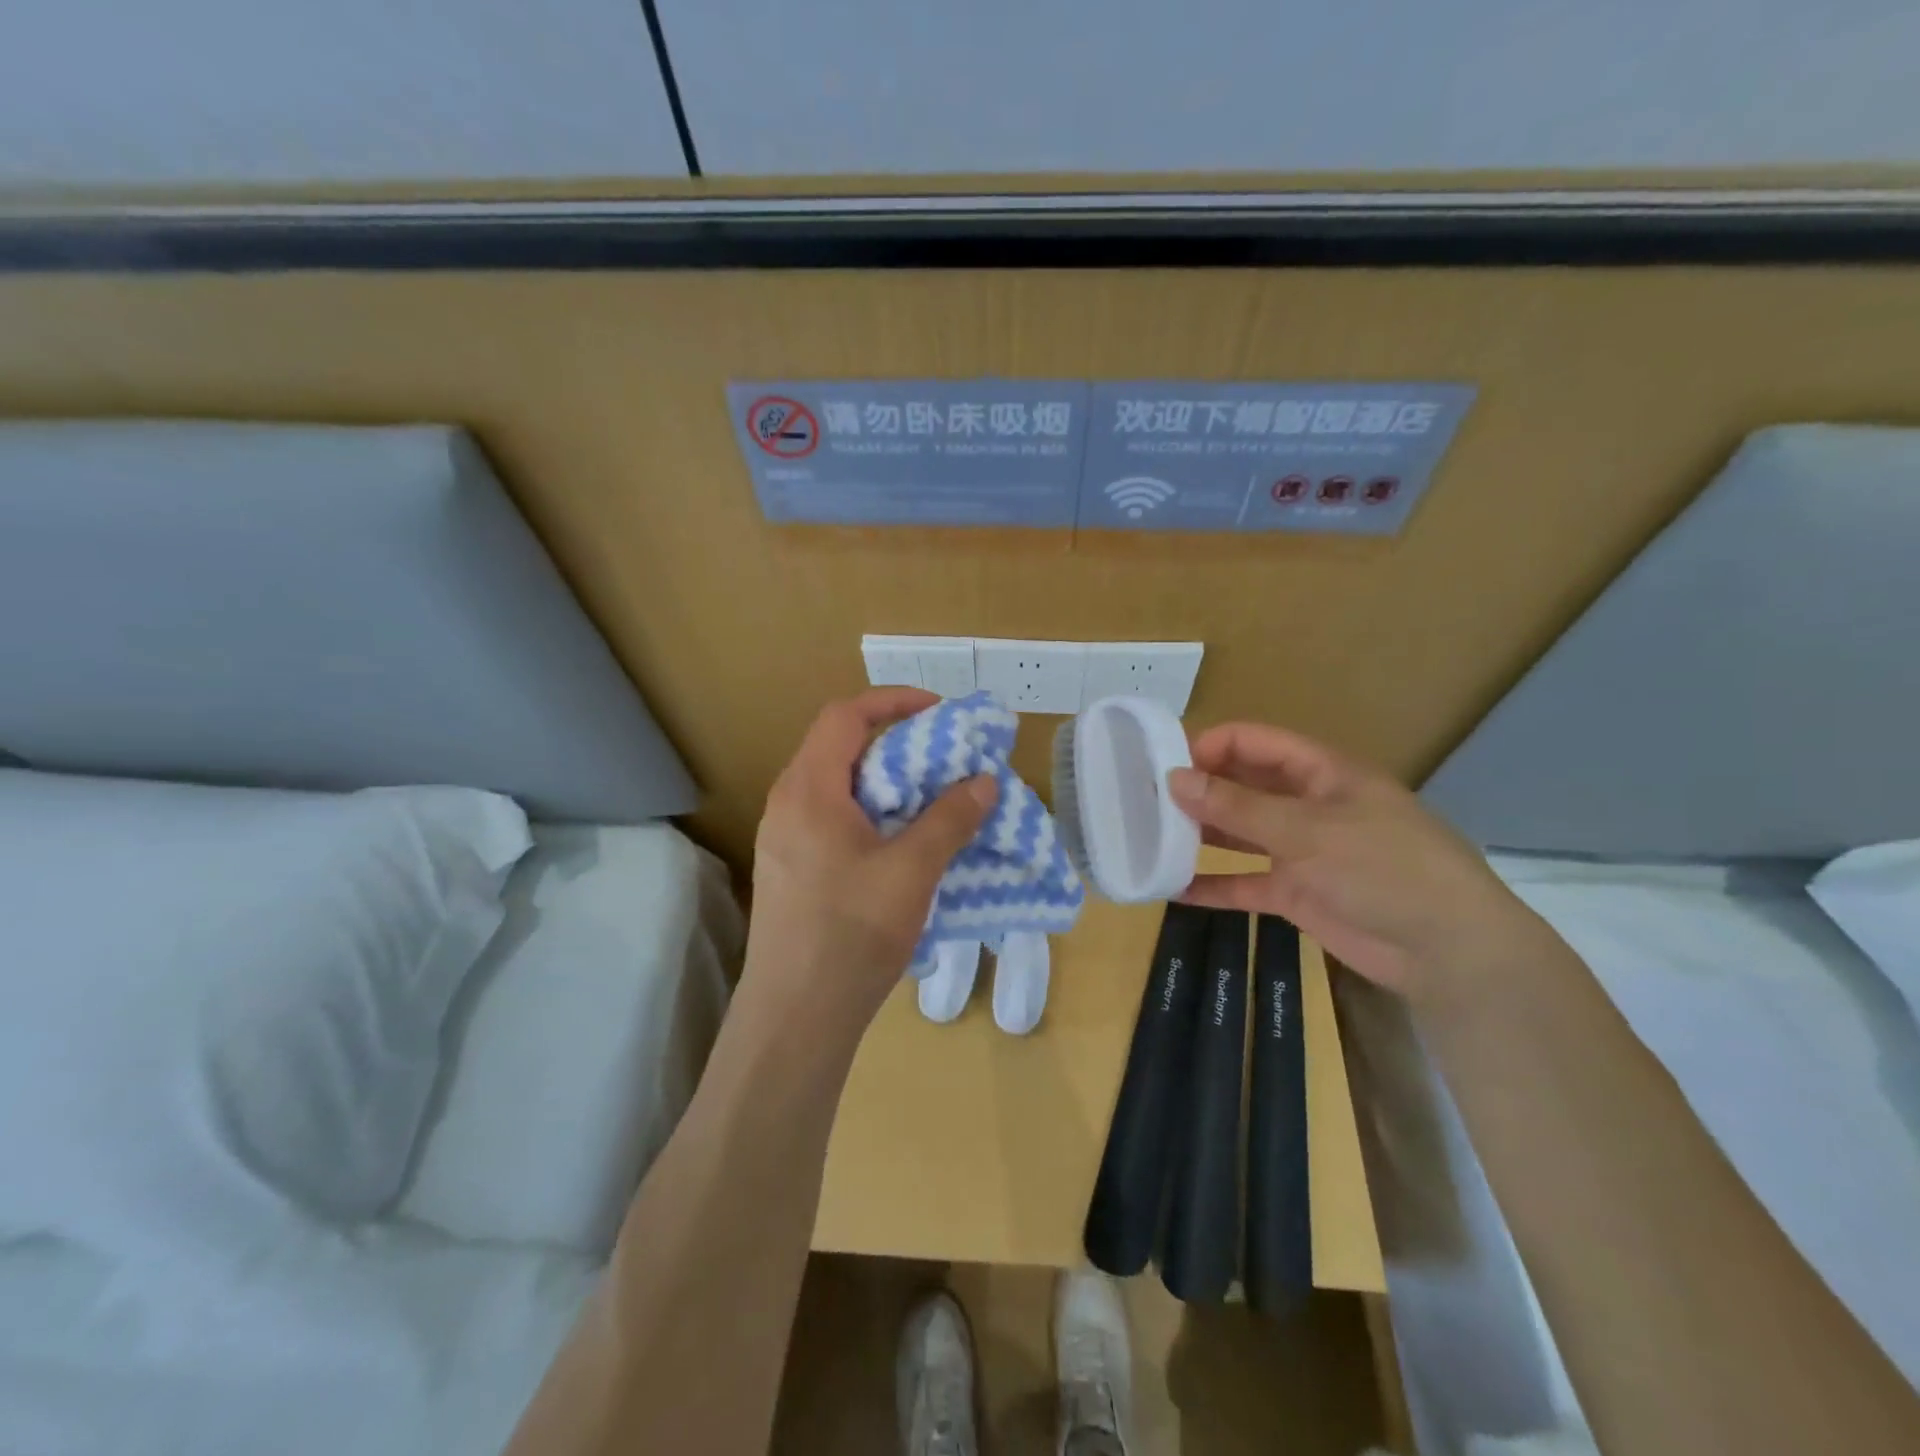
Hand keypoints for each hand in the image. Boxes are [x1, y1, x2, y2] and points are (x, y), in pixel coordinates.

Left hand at [743, 688, 996, 1032]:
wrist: (795, 1017)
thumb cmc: (852, 934)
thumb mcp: (912, 871)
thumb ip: (950, 819)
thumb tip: (984, 781)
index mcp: (808, 790)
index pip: (845, 716)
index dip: (893, 701)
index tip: (939, 712)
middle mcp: (787, 804)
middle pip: (840, 748)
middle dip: (896, 744)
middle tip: (944, 760)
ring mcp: (782, 839)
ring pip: (837, 787)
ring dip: (886, 783)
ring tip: (931, 801)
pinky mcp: (789, 869)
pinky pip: (832, 820)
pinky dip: (871, 814)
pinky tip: (903, 846)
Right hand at [1167, 723, 1546, 1001]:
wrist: (1447, 951)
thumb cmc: (1384, 868)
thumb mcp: (1306, 830)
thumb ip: (1237, 806)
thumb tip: (1174, 779)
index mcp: (1320, 773)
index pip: (1254, 743)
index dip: (1209, 746)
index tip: (1163, 764)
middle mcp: (1306, 805)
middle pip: (1242, 785)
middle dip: (1197, 789)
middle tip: (1143, 799)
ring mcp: (1300, 851)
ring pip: (1238, 834)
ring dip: (1199, 835)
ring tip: (1148, 837)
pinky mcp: (1296, 893)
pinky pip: (1244, 883)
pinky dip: (1212, 886)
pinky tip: (1172, 890)